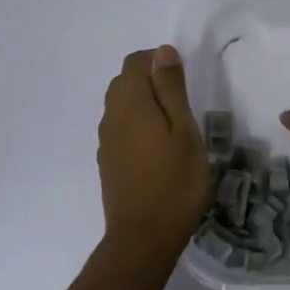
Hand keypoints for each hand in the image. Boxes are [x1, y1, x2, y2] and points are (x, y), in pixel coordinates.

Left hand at [98, 46, 209, 259]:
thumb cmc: (175, 182)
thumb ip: (171, 89)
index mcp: (130, 103)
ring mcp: (106, 141)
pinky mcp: (108, 161)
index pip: (134, 62)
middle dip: (149, 80)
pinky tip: (157, 148)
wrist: (143, 238)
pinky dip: (136, 125)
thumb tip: (162, 52)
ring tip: (173, 126)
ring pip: (119, 106)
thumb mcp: (184, 130)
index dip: (157, 61)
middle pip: (124, 82)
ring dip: (143, 104)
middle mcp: (111, 116)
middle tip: (182, 103)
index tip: (183, 80)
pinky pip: (119, 128)